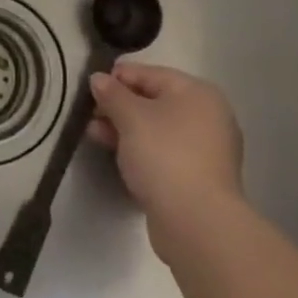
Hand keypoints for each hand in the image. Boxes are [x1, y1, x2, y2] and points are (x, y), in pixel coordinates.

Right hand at [87, 62, 243, 232]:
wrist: (197, 223)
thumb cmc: (165, 155)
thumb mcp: (131, 117)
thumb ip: (112, 94)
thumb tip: (98, 78)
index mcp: (198, 93)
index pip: (151, 74)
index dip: (119, 77)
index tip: (91, 86)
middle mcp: (207, 117)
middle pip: (155, 101)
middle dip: (119, 106)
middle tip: (90, 113)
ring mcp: (206, 150)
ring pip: (157, 129)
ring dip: (125, 129)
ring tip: (94, 134)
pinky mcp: (198, 178)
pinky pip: (163, 153)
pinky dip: (140, 150)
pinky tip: (116, 156)